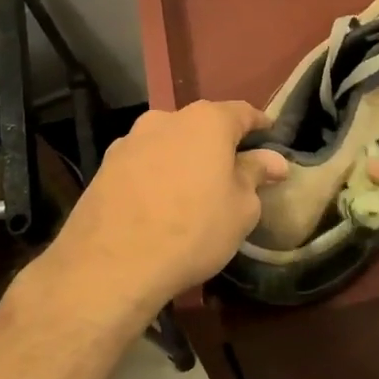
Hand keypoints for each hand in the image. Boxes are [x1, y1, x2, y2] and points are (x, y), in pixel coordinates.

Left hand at [43, 101, 287, 331]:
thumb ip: (256, 175)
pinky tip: (160, 203)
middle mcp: (165, 120)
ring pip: (169, 143)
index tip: (270, 135)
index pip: (242, 112)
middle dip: (218, 143)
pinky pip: (144, 164)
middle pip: (201, 125)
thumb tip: (273, 160)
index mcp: (206, 121)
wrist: (111, 266)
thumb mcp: (241, 208)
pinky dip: (157, 175)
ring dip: (184, 158)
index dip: (259, 123)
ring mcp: (130, 141)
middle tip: (232, 170)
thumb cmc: (193, 230)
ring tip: (194, 189)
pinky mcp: (105, 167)